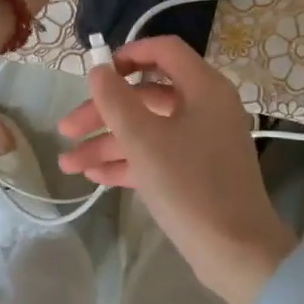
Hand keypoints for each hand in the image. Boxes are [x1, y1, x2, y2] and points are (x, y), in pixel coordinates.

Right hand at [57, 36, 297, 303]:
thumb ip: (115, 100)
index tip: (95, 73)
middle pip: (146, 94)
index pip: (164, 50)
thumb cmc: (190, 186)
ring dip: (108, 143)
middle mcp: (206, 107)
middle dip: (103, 112)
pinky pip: (158, 154)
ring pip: (148, 129)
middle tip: (66, 129)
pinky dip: (128, 161)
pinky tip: (94, 177)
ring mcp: (203, 141)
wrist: (237, 253)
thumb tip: (98, 69)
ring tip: (69, 164)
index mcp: (203, 88)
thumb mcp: (144, 140)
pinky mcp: (198, 171)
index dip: (127, 54)